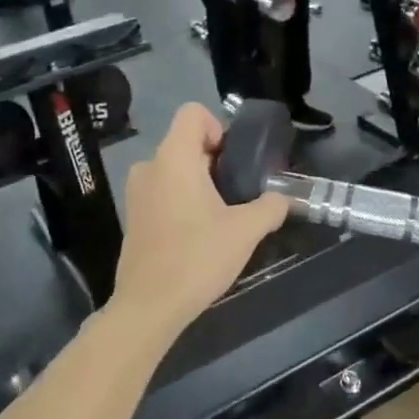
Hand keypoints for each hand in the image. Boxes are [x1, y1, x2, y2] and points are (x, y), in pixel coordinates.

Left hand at [110, 103, 286, 341]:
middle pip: (187, 142)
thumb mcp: (245, 231)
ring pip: (175, 169)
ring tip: (222, 215)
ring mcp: (136, 192)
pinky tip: (199, 233)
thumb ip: (270, 208)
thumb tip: (284, 200)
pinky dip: (183, 200)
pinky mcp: (134, 216)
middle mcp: (150, 167)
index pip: (193, 113)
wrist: (150, 305)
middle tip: (239, 192)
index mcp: (174, 158)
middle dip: (216, 160)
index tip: (235, 161)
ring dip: (200, 183)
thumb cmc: (197, 258)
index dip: (219, 127)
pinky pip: (163, 191)